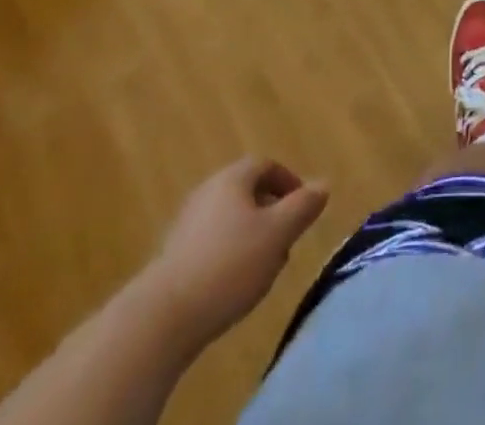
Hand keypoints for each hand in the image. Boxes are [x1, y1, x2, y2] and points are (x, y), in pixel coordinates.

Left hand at [140, 158, 328, 343]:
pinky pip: (212, 243)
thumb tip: (324, 183)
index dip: (289, 182)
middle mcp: (207, 192)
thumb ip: (303, 207)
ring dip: (252, 236)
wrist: (161, 319)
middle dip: (272, 212)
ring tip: (265, 267)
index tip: (303, 208)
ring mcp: (186, 224)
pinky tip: (234, 285)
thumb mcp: (277, 234)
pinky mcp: (173, 257)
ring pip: (230, 220)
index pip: (266, 165)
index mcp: (232, 179)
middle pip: (247, 191)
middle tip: (287, 240)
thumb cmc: (228, 265)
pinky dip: (230, 254)